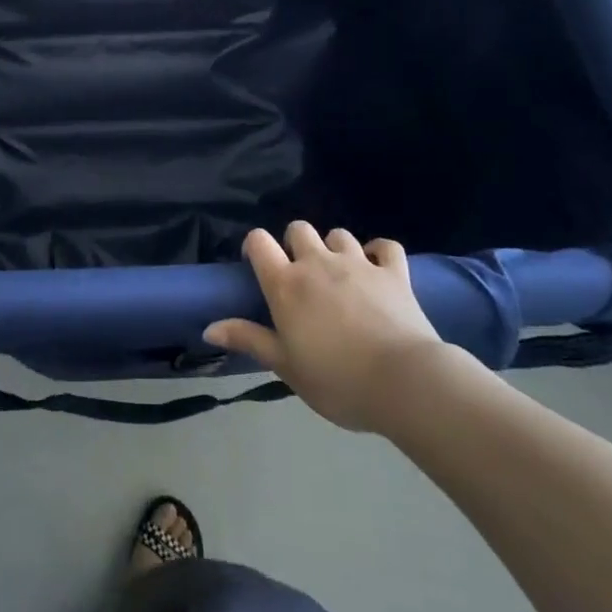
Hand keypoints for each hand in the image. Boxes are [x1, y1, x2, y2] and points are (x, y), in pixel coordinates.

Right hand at [203, 222, 452, 432]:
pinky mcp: (393, 271)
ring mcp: (358, 263)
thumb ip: (249, 340)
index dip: (255, 246)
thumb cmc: (337, 379)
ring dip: (335, 248)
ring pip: (339, 234)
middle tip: (301, 274)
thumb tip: (208, 328)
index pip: (259, 242)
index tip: (258, 265)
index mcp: (286, 284)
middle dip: (296, 243)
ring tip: (339, 273)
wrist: (404, 382)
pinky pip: (385, 247)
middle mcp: (318, 263)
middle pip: (299, 229)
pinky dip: (379, 253)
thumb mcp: (286, 366)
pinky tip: (378, 267)